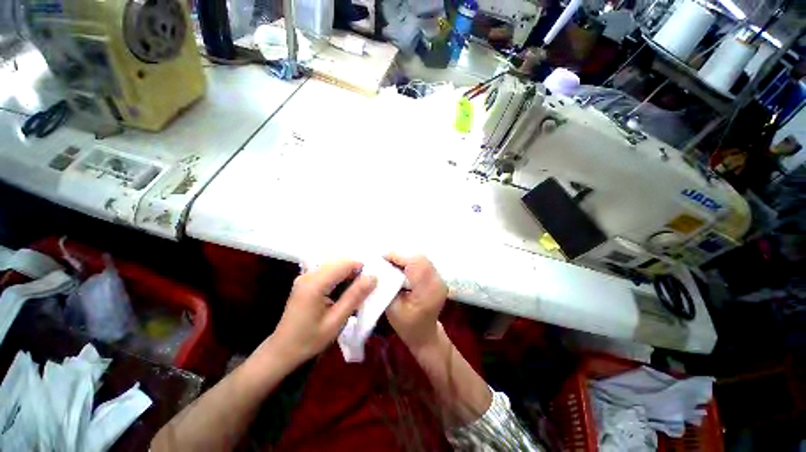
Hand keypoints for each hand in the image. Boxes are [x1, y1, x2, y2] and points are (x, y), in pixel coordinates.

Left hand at [268, 260, 376, 364]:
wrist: (282, 351)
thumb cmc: (310, 340)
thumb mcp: (336, 321)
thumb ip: (355, 296)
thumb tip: (373, 277)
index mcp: (315, 284)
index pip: (344, 264)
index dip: (361, 268)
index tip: (371, 282)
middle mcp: (309, 275)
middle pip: (339, 262)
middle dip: (355, 271)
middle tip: (364, 289)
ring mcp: (306, 276)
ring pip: (335, 265)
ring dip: (348, 275)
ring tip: (354, 292)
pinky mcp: (306, 281)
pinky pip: (328, 272)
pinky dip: (340, 278)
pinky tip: (343, 292)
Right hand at [384, 254, 447, 350]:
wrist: (425, 335)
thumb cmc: (407, 326)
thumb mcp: (392, 308)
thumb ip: (387, 286)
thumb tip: (380, 267)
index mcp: (427, 291)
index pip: (414, 264)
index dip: (397, 257)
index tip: (382, 258)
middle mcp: (437, 282)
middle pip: (419, 258)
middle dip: (401, 256)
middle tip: (386, 261)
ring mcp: (440, 279)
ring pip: (422, 259)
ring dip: (406, 258)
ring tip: (392, 264)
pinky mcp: (438, 278)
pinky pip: (424, 263)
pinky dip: (411, 262)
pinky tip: (402, 268)